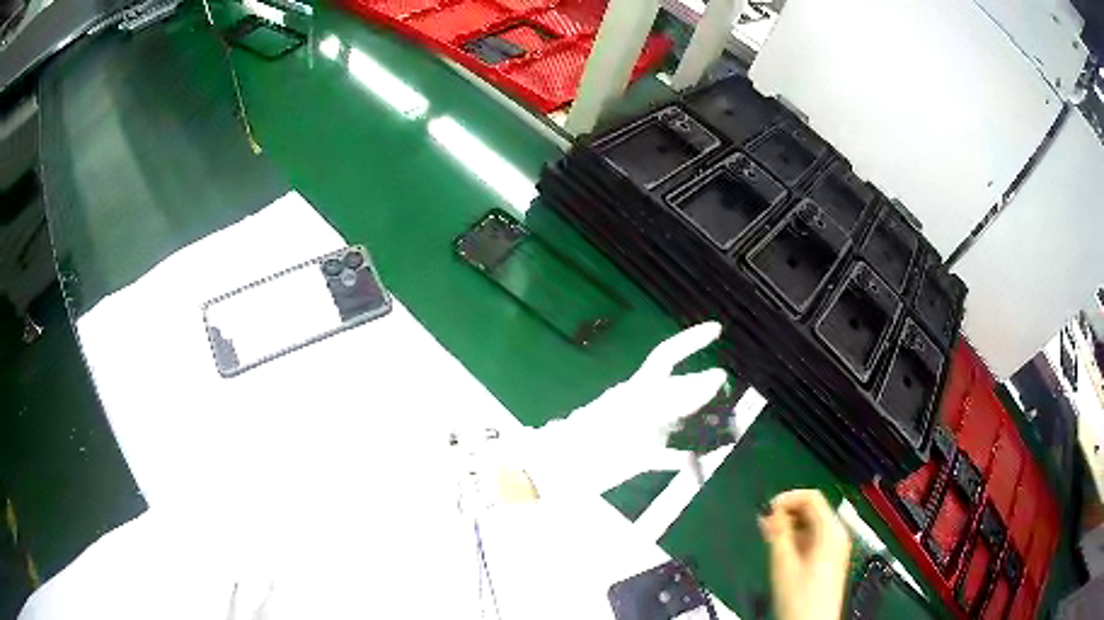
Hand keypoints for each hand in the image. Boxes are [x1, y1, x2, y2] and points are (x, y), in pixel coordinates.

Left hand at [521, 322, 726, 499]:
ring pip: (678, 423)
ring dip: (700, 425)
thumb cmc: (597, 437)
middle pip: (680, 391)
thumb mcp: (641, 413)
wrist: (562, 469)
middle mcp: (644, 406)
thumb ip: (679, 397)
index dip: (691, 341)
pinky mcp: (639, 457)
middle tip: (732, 394)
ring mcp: (642, 432)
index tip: (717, 330)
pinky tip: (702, 462)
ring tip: (726, 429)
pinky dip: (687, 457)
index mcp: (639, 388)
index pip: (668, 356)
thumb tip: (717, 376)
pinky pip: (669, 455)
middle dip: (704, 390)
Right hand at [759, 490, 850, 619]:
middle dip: (787, 513)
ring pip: (812, 523)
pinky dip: (797, 537)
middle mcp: (838, 533)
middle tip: (764, 523)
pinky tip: (781, 548)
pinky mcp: (830, 557)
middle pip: (813, 508)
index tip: (766, 509)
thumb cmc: (800, 595)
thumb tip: (769, 511)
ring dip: (790, 525)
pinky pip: (814, 536)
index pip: (811, 497)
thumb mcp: (784, 562)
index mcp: (831, 530)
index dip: (787, 498)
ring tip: (769, 536)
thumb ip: (777, 533)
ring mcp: (836, 546)